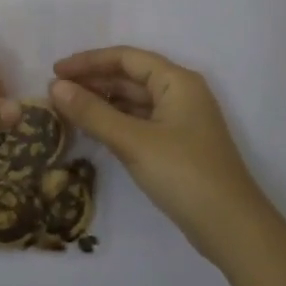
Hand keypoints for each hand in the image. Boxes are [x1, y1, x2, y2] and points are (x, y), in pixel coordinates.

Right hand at [50, 47, 274, 263]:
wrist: (230, 227)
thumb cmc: (183, 174)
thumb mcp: (133, 141)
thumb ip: (92, 112)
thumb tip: (55, 87)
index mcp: (177, 81)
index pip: (126, 58)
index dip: (88, 61)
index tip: (55, 71)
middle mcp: (181, 94)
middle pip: (130, 77)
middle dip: (93, 81)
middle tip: (55, 92)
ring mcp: (181, 121)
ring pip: (134, 101)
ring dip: (102, 102)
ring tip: (67, 110)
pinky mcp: (178, 145)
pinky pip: (140, 122)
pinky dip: (115, 122)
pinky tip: (93, 130)